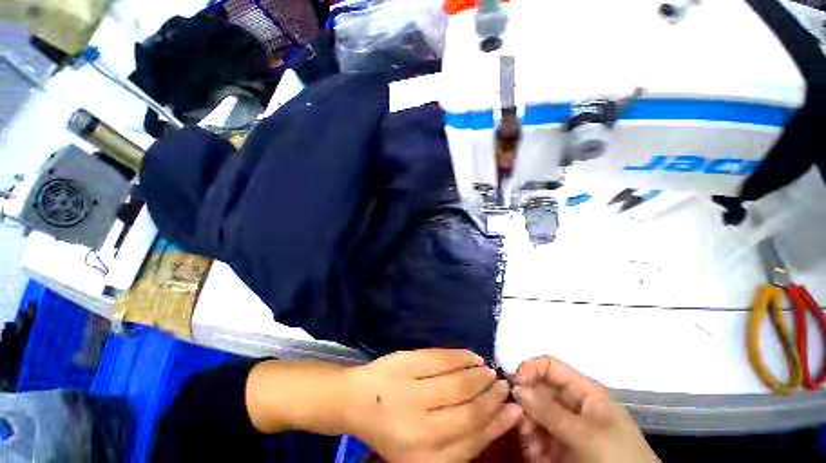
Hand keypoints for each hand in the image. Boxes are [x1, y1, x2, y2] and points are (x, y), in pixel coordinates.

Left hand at [345, 349, 521, 462]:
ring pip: (457, 381)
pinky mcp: (406, 362)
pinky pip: (441, 357)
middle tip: (503, 386)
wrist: (357, 401)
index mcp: (424, 458)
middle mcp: (419, 428)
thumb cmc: (394, 429)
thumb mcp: (425, 452)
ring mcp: (410, 390)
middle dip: (491, 397)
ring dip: (479, 375)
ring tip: (489, 372)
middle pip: (468, 410)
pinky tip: (472, 356)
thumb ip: (460, 442)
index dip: (497, 423)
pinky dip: (461, 356)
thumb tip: (497, 418)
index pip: (472, 440)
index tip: (514, 410)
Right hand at [512, 356, 658, 462]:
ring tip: (530, 443)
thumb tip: (516, 388)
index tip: (514, 384)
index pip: (549, 366)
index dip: (529, 369)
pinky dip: (531, 442)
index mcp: (583, 391)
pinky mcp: (559, 445)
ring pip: (534, 413)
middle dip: (526, 402)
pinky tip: (536, 454)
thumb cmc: (616, 457)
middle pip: (538, 389)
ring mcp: (564, 425)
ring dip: (527, 424)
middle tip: (520, 421)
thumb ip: (549, 410)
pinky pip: (537, 435)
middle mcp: (571, 403)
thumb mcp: (585, 433)